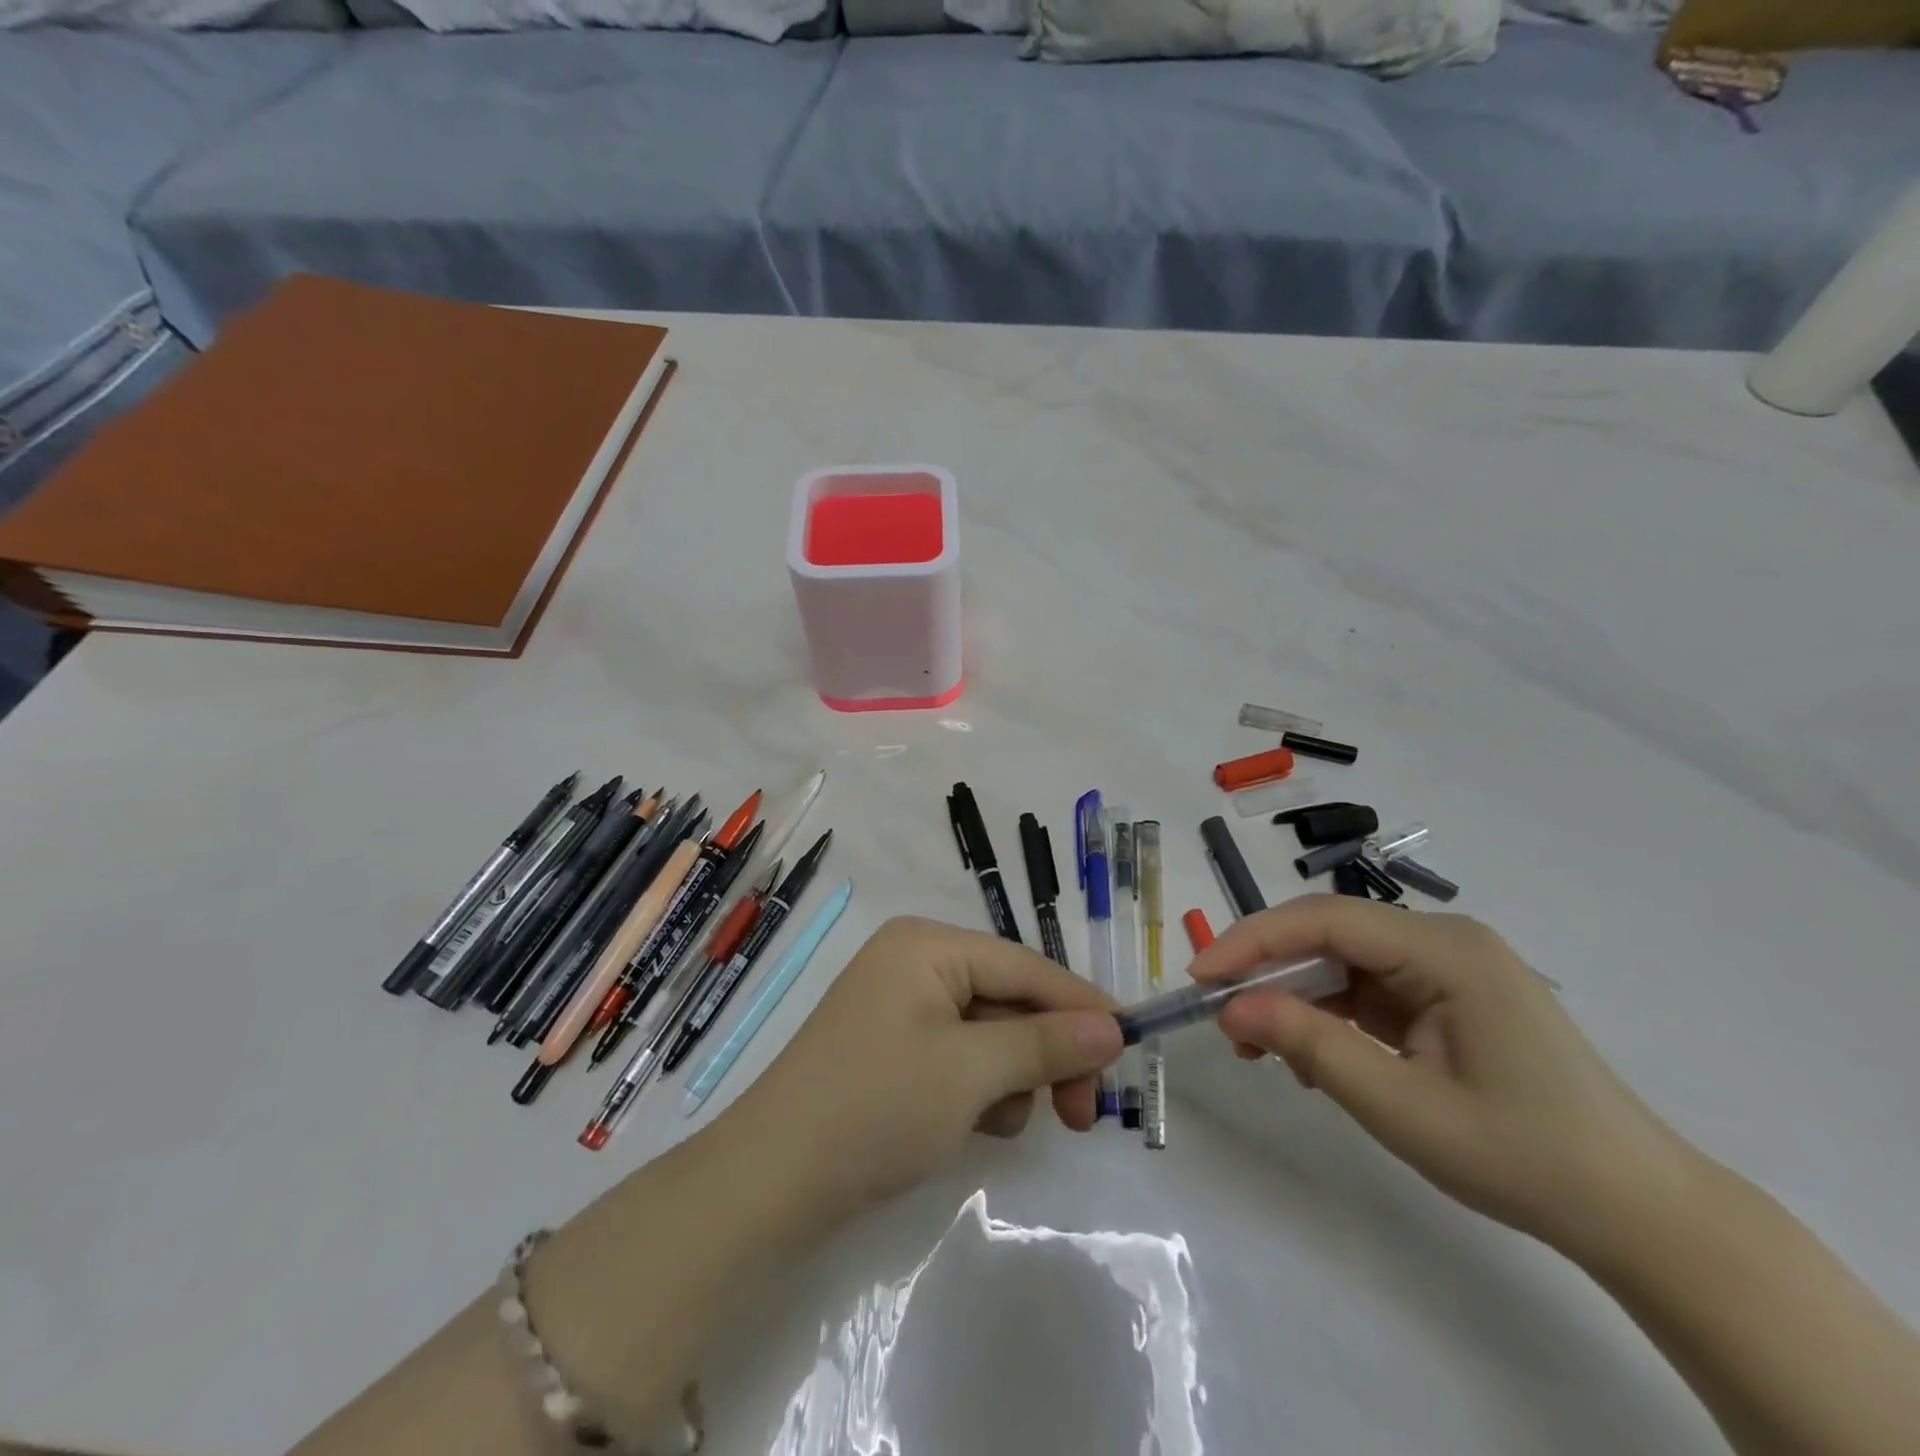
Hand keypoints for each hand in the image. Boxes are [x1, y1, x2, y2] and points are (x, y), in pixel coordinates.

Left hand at [724, 915, 1123, 1225]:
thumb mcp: (970, 1073)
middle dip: (1046, 1052)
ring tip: (1001, 1123)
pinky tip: (972, 1125)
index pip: (1025, 965)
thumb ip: (1045, 1043)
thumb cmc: (875, 1108)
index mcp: (927, 945)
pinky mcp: (894, 1048)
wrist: (771, 1183)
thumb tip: (1114, 1028)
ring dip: (1011, 1077)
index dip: (1080, 1005)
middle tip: (1082, 1114)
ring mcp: (901, 1005)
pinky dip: (979, 1089)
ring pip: (990, 1032)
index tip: (1131, 1046)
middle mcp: (915, 961)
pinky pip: (960, 1056)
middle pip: (1010, 997)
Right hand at [1191, 895, 1698, 1255]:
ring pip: (1341, 961)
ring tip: (1262, 1050)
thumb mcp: (1403, 1107)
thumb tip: (1231, 1007)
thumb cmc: (1524, 1156)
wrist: (1637, 1213)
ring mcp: (1446, 967)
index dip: (1253, 940)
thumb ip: (1312, 1046)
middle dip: (1269, 972)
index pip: (1325, 920)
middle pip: (1329, 934)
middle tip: (1223, 1019)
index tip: (1199, 976)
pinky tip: (1311, 1056)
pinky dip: (1328, 1016)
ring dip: (1295, 998)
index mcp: (1445, 950)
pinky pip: (1365, 989)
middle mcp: (1443, 941)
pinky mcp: (1444, 996)